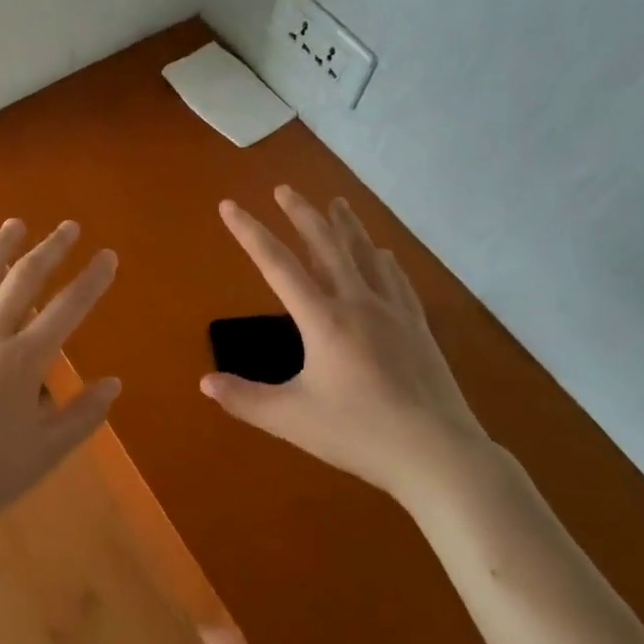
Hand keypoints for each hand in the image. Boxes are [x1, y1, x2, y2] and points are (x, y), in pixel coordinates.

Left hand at [0, 219, 120, 559]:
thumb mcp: (44, 453)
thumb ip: (82, 415)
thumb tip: (114, 383)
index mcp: (22, 361)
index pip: (68, 309)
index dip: (91, 280)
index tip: (107, 255)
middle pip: (25, 279)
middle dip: (51, 250)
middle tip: (69, 227)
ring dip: (0, 246)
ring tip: (17, 223)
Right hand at [202, 187, 489, 506]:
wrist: (438, 455)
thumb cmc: (359, 435)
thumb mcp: (292, 420)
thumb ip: (245, 399)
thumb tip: (205, 383)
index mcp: (323, 319)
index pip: (277, 264)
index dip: (249, 233)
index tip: (229, 205)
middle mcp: (357, 302)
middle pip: (326, 245)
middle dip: (301, 214)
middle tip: (284, 188)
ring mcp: (393, 312)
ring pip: (365, 254)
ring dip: (345, 226)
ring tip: (335, 203)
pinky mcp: (417, 327)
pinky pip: (396, 280)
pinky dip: (383, 260)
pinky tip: (382, 254)